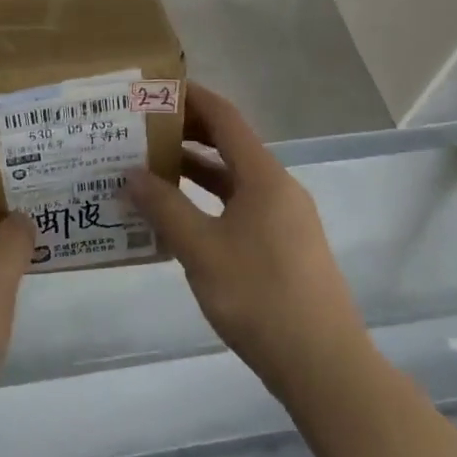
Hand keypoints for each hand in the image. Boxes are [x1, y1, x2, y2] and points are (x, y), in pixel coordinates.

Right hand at [126, 84, 368, 398]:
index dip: (192, 98)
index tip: (156, 90)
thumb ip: (165, 208)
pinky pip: (242, 207)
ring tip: (151, 171)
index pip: (225, 117)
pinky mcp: (286, 247)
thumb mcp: (202, 250)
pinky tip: (181, 220)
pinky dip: (211, 202)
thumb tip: (132, 174)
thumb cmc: (260, 297)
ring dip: (196, 172)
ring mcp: (285, 218)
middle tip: (144, 131)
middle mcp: (278, 187)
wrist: (324, 366)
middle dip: (188, 134)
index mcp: (264, 176)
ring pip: (235, 180)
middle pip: (230, 145)